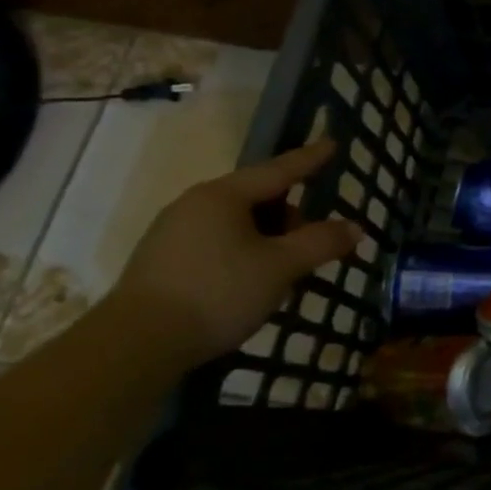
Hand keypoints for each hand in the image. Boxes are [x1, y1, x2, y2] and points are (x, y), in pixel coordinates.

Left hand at [106, 139, 362, 364]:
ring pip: (237, 224)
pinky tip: (251, 284)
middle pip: (258, 198)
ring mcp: (173, 233)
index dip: (310, 159)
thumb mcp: (281, 267)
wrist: (134, 346)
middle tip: (313, 244)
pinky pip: (217, 244)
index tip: (332, 143)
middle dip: (291, 216)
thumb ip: (321, 243)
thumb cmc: (217, 292)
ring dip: (268, 239)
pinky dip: (244, 254)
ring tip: (285, 271)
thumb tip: (356, 228)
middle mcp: (195, 205)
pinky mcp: (162, 262)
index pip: (279, 170)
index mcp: (224, 196)